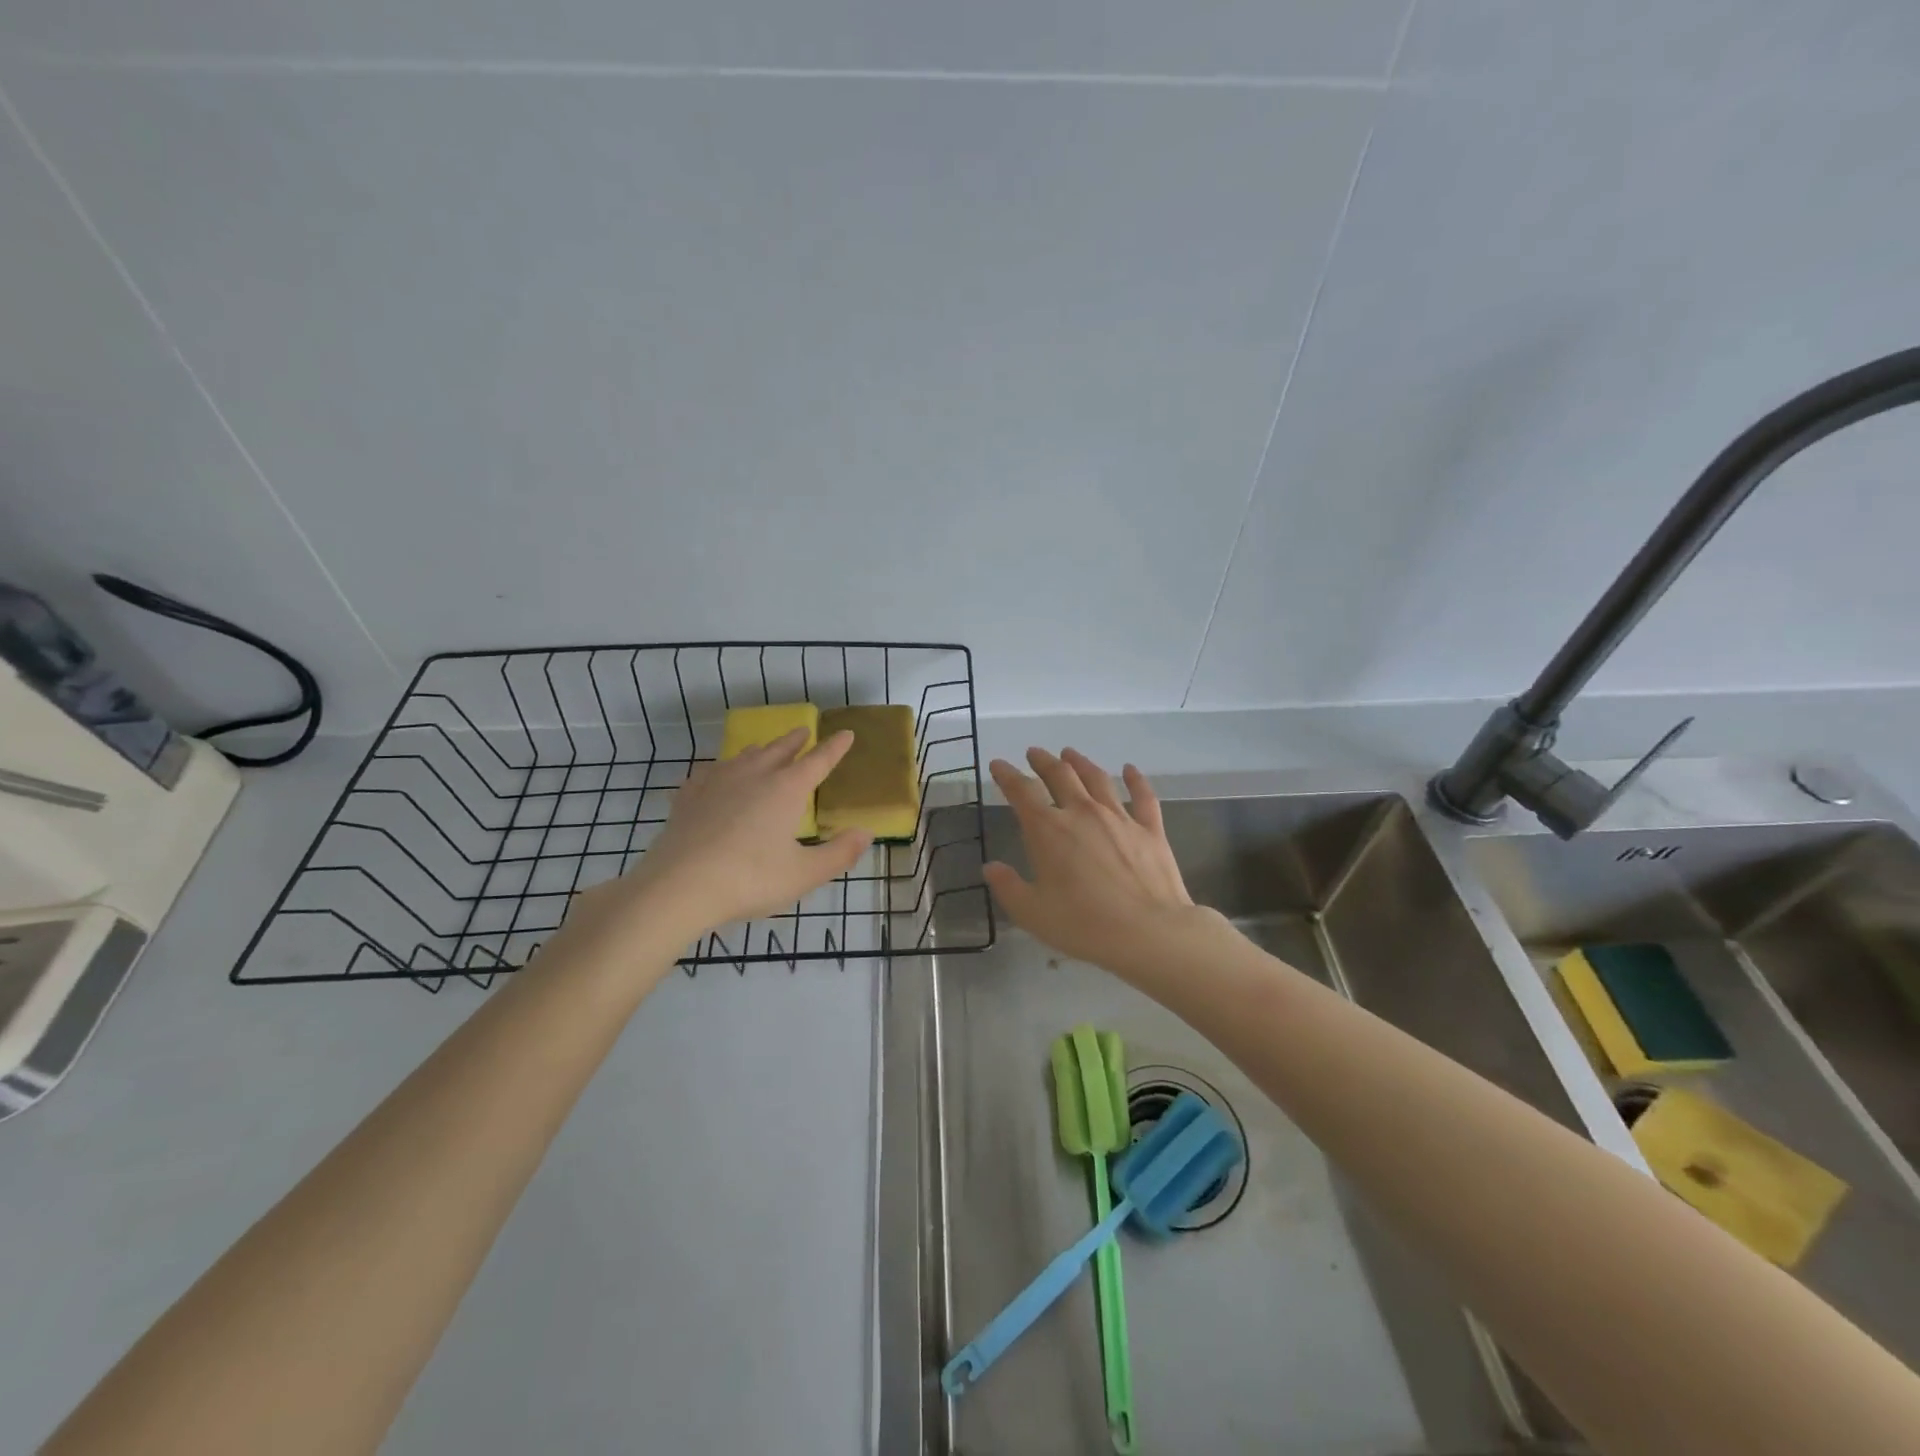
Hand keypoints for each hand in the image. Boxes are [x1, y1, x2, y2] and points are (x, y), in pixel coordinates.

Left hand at [568, 729, 873, 943]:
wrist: (679, 887)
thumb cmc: (750, 880)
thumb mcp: (804, 874)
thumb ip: (839, 854)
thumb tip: (866, 833)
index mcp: (786, 789)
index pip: (818, 761)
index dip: (835, 748)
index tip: (846, 733)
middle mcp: (754, 776)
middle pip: (780, 750)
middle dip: (795, 741)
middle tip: (804, 730)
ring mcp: (717, 783)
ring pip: (744, 756)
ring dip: (761, 750)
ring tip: (765, 748)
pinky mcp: (689, 797)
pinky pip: (709, 773)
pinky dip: (720, 769)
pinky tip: (715, 774)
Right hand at [983, 748, 1199, 976]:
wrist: (1149, 932)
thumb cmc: (1084, 925)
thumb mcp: (1032, 912)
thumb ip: (1008, 886)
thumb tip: (991, 867)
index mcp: (1048, 830)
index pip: (1021, 792)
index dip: (1007, 775)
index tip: (998, 764)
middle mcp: (1082, 813)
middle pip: (1060, 775)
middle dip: (1043, 761)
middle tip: (1034, 753)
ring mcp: (1119, 817)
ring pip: (1097, 778)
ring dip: (1080, 763)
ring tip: (1070, 753)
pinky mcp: (1150, 829)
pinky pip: (1142, 795)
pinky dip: (1135, 779)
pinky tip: (1130, 769)